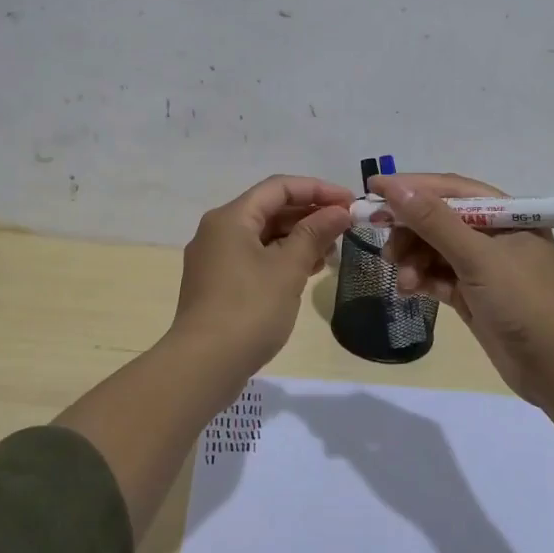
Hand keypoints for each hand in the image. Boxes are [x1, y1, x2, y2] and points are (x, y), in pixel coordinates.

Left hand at [170, 174, 354, 379]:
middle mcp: (218, 231)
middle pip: (270, 209)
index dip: (317, 190)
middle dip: (309, 214)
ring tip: (332, 252)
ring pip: (263, 235)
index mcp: (231, 217)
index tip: (350, 202)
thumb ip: (315, 234)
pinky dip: (282, 258)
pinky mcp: (218, 284)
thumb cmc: (249, 309)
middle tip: (346, 227)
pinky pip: (255, 258)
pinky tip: (308, 271)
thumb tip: (339, 211)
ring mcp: (215, 259)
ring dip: (298, 238)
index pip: (279, 187)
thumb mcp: (288, 268)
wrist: (204, 365)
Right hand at [368, 172, 553, 404]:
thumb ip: (435, 222)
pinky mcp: (474, 295)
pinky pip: (438, 277)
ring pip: (435, 250)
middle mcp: (494, 235)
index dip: (411, 187)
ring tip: (403, 280)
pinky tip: (408, 291)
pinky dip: (421, 280)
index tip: (373, 189)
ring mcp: (484, 267)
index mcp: (505, 214)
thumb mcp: (478, 258)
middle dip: (409, 230)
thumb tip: (395, 188)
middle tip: (383, 245)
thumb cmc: (524, 302)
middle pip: (438, 220)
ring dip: (413, 260)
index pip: (450, 189)